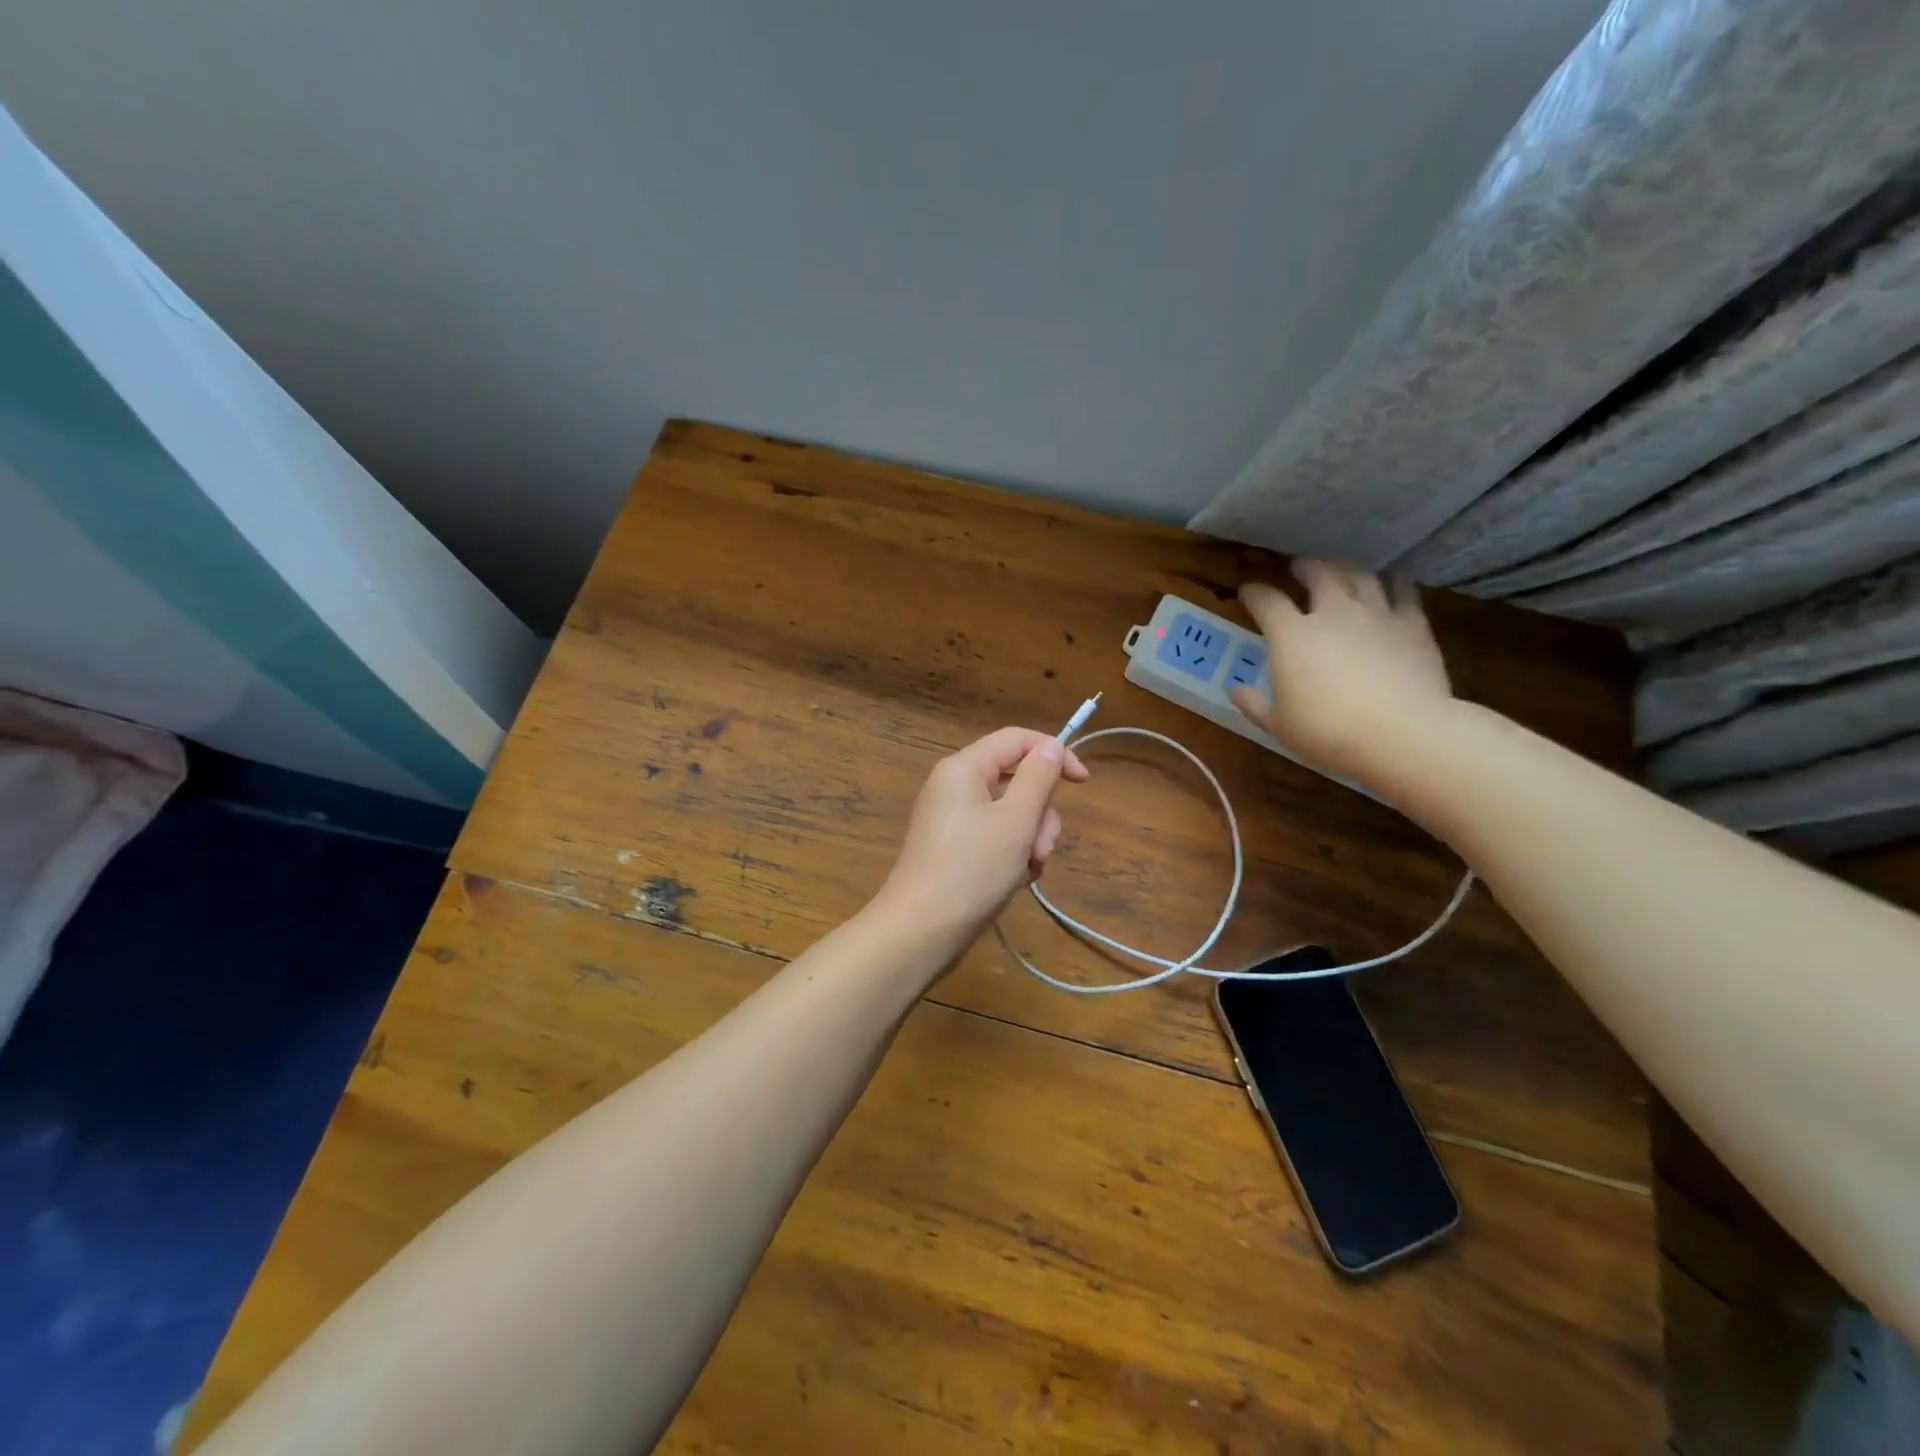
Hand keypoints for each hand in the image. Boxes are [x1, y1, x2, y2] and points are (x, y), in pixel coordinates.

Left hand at [875, 727, 1088, 952]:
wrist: (921, 931)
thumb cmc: (971, 870)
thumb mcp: (1016, 821)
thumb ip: (1038, 778)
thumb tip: (1051, 747)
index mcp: (964, 768)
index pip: (1017, 739)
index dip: (1055, 753)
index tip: (1084, 783)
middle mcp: (955, 785)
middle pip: (1016, 779)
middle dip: (1039, 812)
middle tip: (1040, 848)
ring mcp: (952, 818)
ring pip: (1010, 812)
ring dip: (1029, 838)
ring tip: (1026, 870)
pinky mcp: (954, 846)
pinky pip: (995, 835)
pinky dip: (1012, 853)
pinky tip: (1015, 880)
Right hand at [1230, 560, 1453, 781]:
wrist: (1400, 733)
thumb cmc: (1327, 732)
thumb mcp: (1279, 725)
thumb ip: (1255, 705)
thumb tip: (1235, 691)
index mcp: (1292, 635)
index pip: (1266, 601)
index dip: (1254, 592)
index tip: (1248, 591)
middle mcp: (1333, 613)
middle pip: (1319, 573)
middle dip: (1306, 567)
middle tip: (1301, 567)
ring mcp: (1376, 615)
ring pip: (1362, 576)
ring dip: (1348, 569)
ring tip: (1343, 570)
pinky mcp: (1413, 625)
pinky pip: (1405, 592)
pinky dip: (1396, 583)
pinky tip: (1395, 582)